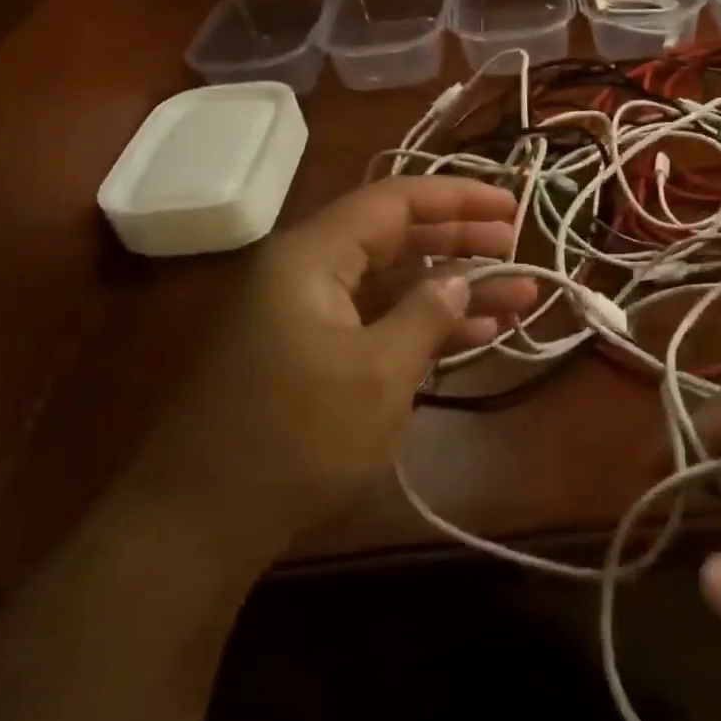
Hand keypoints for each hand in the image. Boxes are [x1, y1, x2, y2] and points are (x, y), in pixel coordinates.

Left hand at [126, 177, 537, 572]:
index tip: (510, 207)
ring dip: (453, 289)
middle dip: (459, 241)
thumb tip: (461, 279)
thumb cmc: (296, 436)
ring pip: (393, 283)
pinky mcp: (313, 354)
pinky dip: (424, 324)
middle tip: (516, 247)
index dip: (456, 197)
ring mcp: (308, 316)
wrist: (202, 522)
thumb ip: (427, 314)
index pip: (393, 201)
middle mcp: (307, 273)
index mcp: (311, 257)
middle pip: (395, 237)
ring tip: (518, 295)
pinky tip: (477, 333)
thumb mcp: (378, 373)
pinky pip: (378, 321)